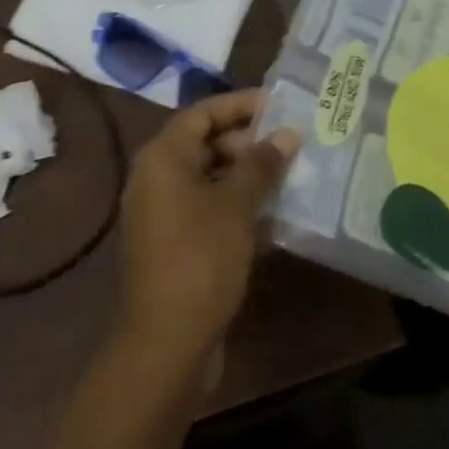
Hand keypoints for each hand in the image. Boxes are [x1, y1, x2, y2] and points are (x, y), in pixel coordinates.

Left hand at [113, 89, 299, 382]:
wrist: (165, 344)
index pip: (204, 112)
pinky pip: (207, 209)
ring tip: (290, 174)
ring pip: (209, 178)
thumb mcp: (236, 206)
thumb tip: (287, 134)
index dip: (241, 104)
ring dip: (247, 175)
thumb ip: (261, 165)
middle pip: (205, 143)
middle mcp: (157, 176)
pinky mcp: (173, 243)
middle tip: (291, 143)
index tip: (280, 104)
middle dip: (248, 141)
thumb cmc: (200, 259)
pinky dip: (237, 206)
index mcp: (163, 156)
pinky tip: (274, 214)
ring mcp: (163, 212)